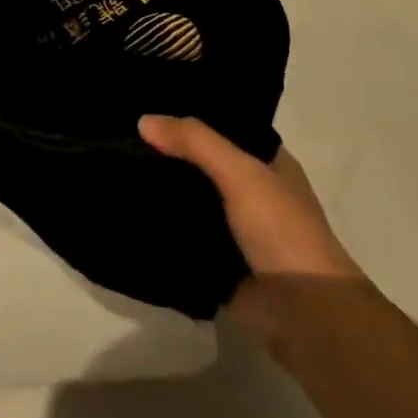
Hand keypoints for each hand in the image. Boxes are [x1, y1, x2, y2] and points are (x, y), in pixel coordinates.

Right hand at [139, 116, 364, 339]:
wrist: (303, 313)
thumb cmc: (282, 231)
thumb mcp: (241, 173)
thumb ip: (195, 142)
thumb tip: (143, 120)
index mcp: (269, 163)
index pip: (225, 126)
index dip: (191, 115)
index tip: (150, 104)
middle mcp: (252, 190)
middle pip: (202, 162)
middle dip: (169, 153)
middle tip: (122, 134)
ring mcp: (234, 227)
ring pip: (190, 199)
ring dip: (161, 190)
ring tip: (115, 165)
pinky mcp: (217, 260)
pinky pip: (182, 234)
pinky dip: (160, 226)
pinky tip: (128, 209)